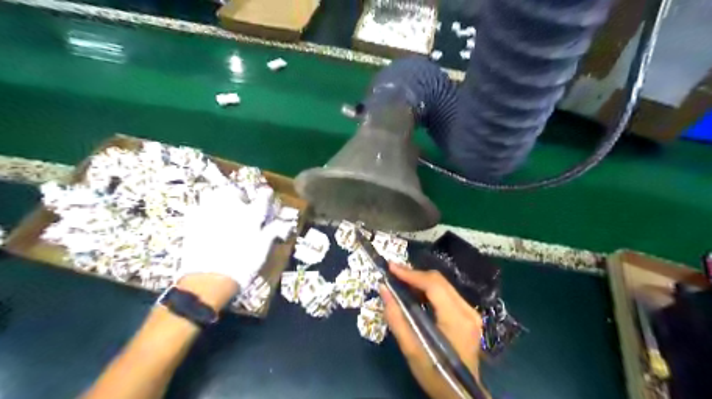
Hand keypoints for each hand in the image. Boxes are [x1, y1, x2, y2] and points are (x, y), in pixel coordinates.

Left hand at [180, 186, 275, 303]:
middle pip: (234, 190)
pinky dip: (201, 209)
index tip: (267, 194)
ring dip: (218, 196)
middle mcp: (231, 210)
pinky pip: (196, 207)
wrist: (210, 280)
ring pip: (212, 193)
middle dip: (238, 192)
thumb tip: (283, 223)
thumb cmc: (243, 266)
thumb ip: (271, 232)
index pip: (262, 197)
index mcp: (251, 216)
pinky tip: (204, 216)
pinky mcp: (192, 223)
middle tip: (241, 200)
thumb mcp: (262, 250)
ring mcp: (209, 214)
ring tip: (221, 205)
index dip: (265, 194)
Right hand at [380, 263, 487, 397]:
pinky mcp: (469, 315)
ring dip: (420, 281)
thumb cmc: (435, 375)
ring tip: (400, 282)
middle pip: (439, 281)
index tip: (391, 267)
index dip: (411, 274)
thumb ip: (396, 318)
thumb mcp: (412, 350)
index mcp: (457, 319)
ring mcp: (471, 312)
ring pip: (443, 285)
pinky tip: (415, 295)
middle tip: (393, 274)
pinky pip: (446, 294)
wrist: (460, 395)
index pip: (433, 285)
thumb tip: (383, 289)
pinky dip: (428, 290)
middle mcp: (468, 310)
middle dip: (414, 275)